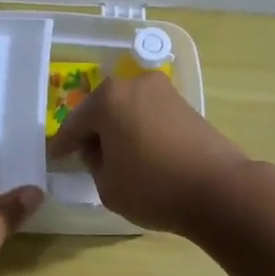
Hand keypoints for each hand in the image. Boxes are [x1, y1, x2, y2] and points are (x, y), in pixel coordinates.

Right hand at [45, 72, 249, 234]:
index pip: (74, 124)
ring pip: (127, 111)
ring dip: (118, 130)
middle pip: (102, 110)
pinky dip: (140, 132)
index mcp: (108, 99)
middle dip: (92, 132)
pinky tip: (140, 153)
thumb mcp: (107, 185)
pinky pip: (149, 117)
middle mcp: (135, 85)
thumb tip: (101, 151)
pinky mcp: (186, 106)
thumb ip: (94, 164)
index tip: (55, 156)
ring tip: (114, 157)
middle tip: (84, 155)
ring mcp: (164, 92)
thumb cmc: (153, 188)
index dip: (63, 144)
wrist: (219, 190)